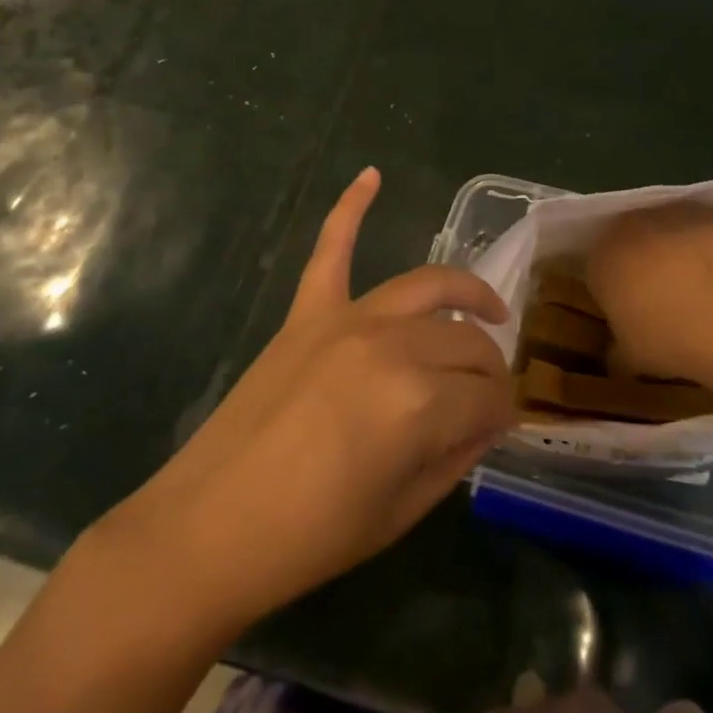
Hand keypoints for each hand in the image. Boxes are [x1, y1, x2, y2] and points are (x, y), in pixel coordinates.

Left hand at [112, 168, 515, 628]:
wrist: (210, 528)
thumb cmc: (312, 537)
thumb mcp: (402, 512)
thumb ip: (456, 457)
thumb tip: (488, 422)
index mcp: (421, 403)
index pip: (489, 396)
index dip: (502, 414)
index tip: (499, 429)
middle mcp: (392, 344)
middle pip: (466, 341)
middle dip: (490, 369)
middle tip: (489, 396)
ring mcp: (346, 318)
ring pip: (426, 288)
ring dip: (465, 292)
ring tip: (487, 309)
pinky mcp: (307, 311)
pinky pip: (332, 247)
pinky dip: (351, 207)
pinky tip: (372, 175)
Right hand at [586, 202, 712, 380]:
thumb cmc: (664, 335)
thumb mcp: (631, 357)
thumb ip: (617, 353)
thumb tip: (614, 357)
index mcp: (599, 259)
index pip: (598, 270)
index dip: (615, 291)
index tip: (631, 313)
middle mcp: (626, 227)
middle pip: (629, 241)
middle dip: (641, 263)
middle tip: (662, 297)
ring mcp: (668, 214)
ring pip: (664, 230)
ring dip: (674, 249)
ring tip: (698, 286)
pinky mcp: (706, 211)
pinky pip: (701, 227)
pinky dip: (707, 243)